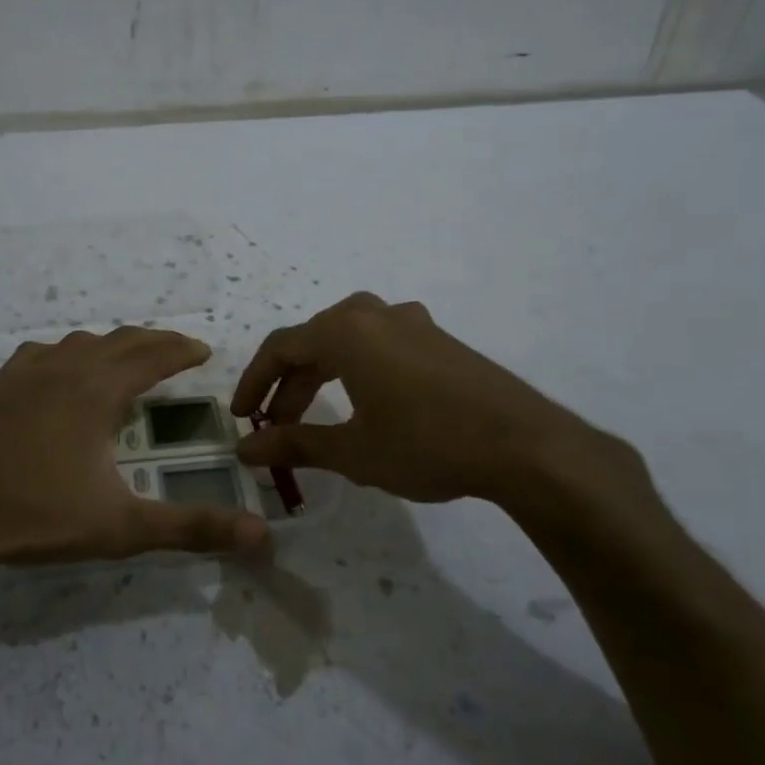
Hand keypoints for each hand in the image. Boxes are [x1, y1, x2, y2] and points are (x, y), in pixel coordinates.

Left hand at [0, 327, 268, 578]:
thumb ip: (190, 528)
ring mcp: (25, 374)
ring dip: (111, 345)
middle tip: (177, 350)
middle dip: (153, 342)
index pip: (152, 356)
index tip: (203, 349)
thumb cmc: (35, 515)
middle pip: (119, 341)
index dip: (181, 350)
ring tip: (127, 359)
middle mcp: (64, 369)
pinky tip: (60, 370)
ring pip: (79, 343)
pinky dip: (67, 353)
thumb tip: (260, 536)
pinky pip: (42, 354)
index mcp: (97, 391)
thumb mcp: (120, 527)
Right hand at [231, 292, 650, 519]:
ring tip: (315, 418)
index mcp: (344, 330)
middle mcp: (373, 313)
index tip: (240, 415)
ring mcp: (411, 322)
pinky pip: (379, 344)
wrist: (524, 445)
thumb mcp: (353, 450)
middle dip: (288, 385)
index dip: (253, 381)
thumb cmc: (426, 443)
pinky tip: (366, 403)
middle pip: (312, 342)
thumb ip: (294, 445)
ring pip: (347, 342)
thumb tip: (244, 449)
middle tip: (275, 427)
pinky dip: (356, 370)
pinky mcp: (438, 339)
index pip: (280, 348)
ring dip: (322, 377)